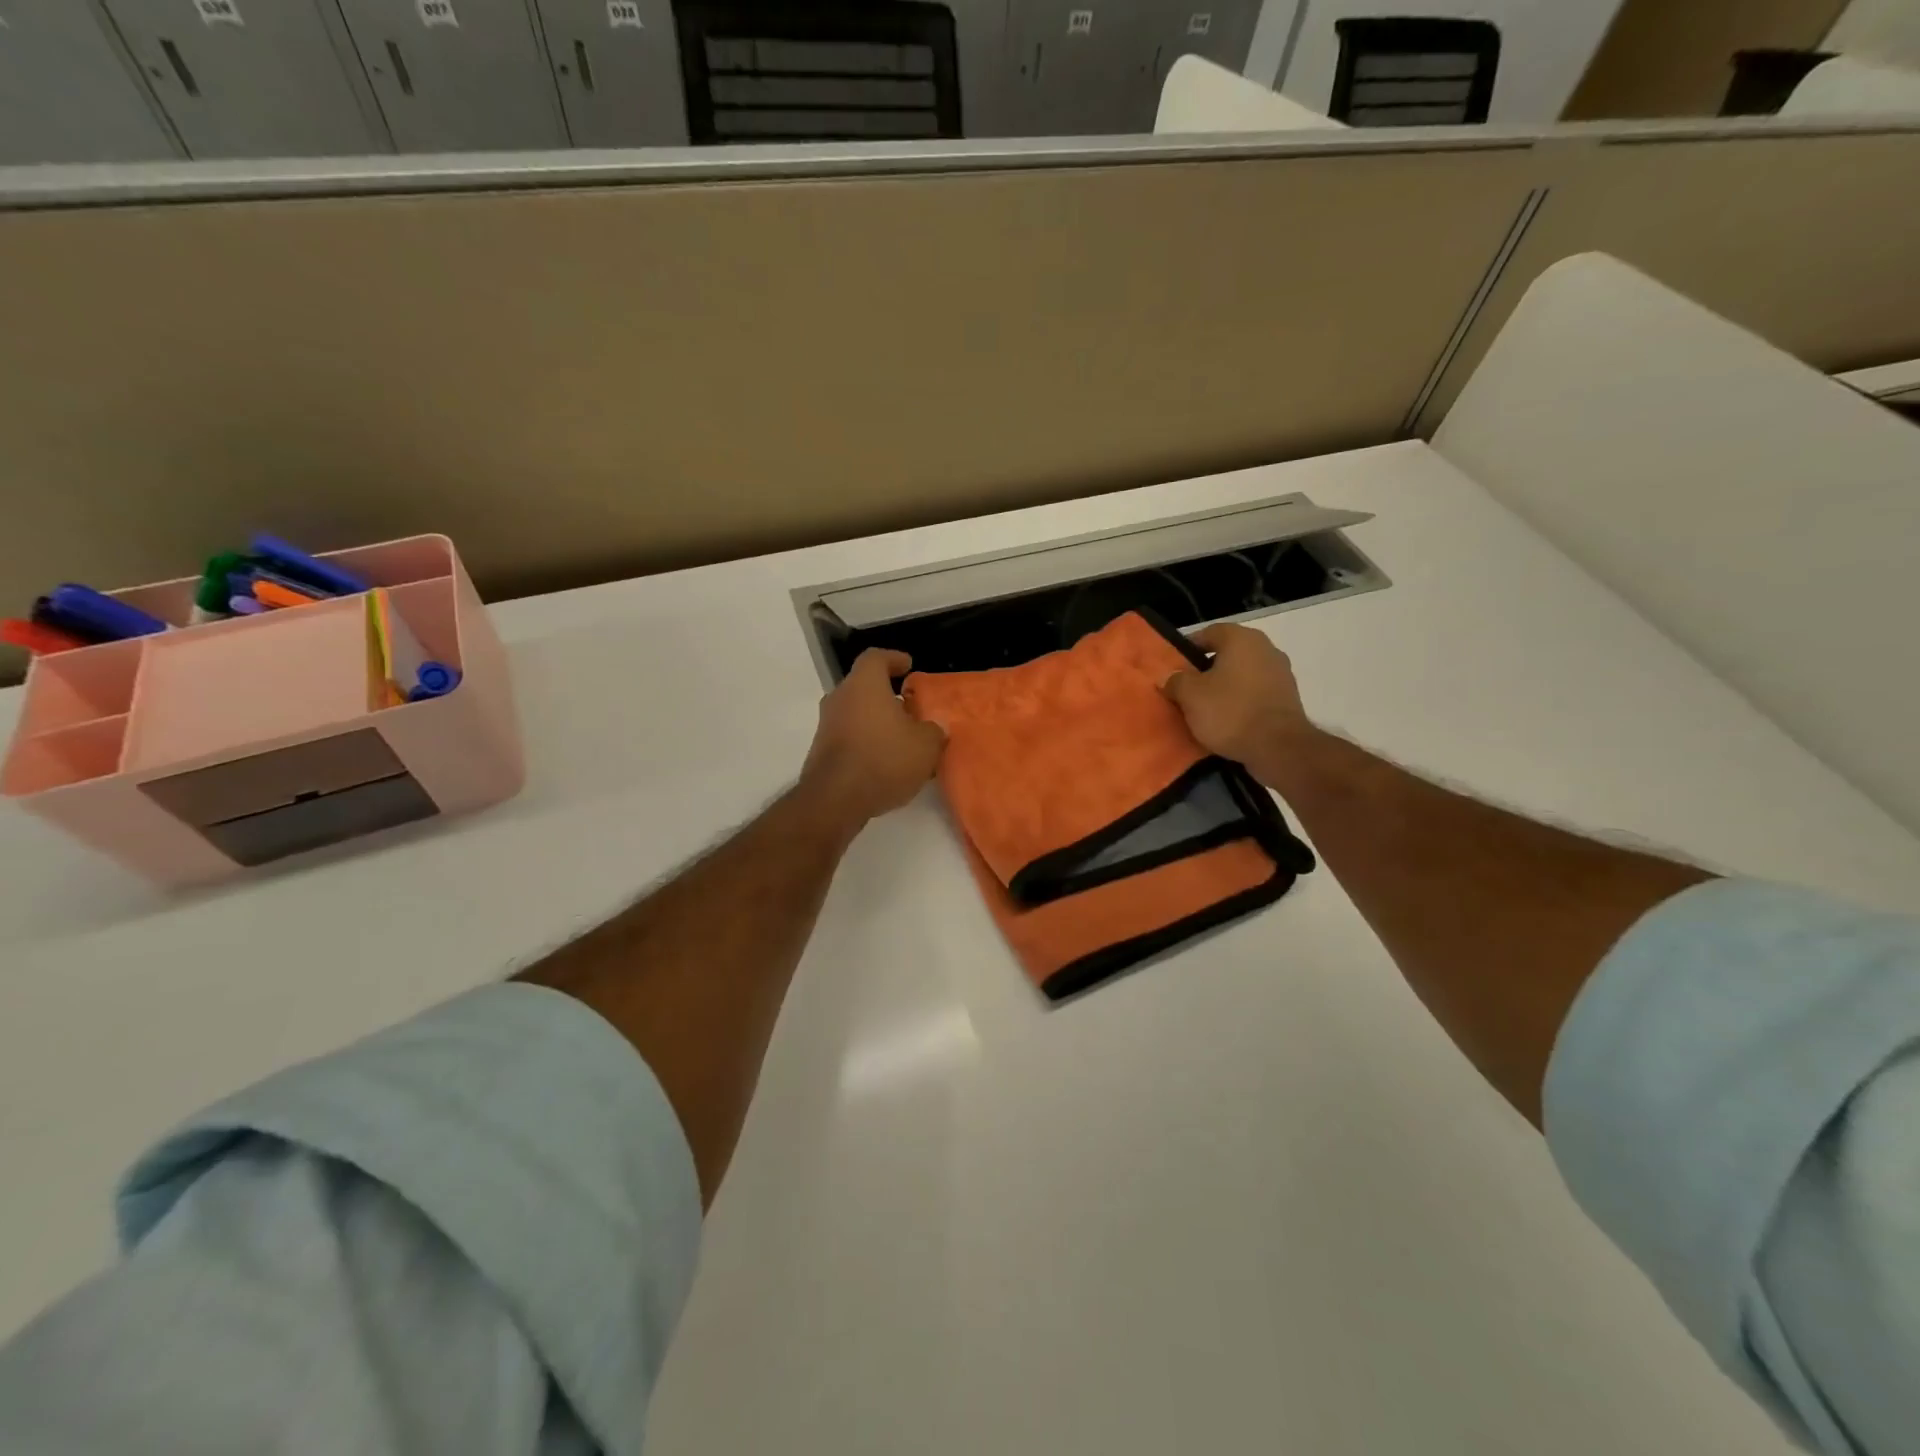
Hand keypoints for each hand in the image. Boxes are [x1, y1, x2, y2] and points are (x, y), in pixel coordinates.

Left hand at [800, 649, 945, 829]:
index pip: (876, 658)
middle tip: (910, 709)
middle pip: (864, 687)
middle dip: (887, 696)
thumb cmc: (884, 759)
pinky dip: (866, 742)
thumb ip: (934, 730)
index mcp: (864, 684)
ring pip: (855, 713)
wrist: (836, 799)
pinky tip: (885, 763)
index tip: (908, 666)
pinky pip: (848, 737)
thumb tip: (933, 727)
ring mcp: (826, 725)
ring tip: (902, 740)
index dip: (894, 659)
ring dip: (877, 722)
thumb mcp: (926, 745)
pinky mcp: (821, 751)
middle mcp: (840, 697)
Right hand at [1162, 624, 1312, 786]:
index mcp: (1241, 639)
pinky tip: (1228, 719)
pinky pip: (1256, 692)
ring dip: (1225, 686)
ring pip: (1242, 673)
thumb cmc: (1230, 712)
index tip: (1174, 667)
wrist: (1279, 747)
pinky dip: (1241, 700)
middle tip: (1186, 687)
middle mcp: (1265, 648)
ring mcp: (1281, 673)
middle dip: (1206, 669)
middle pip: (1228, 653)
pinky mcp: (1288, 697)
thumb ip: (1176, 681)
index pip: (1209, 632)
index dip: (1189, 648)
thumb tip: (1169, 677)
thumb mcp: (1190, 696)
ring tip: (1205, 707)